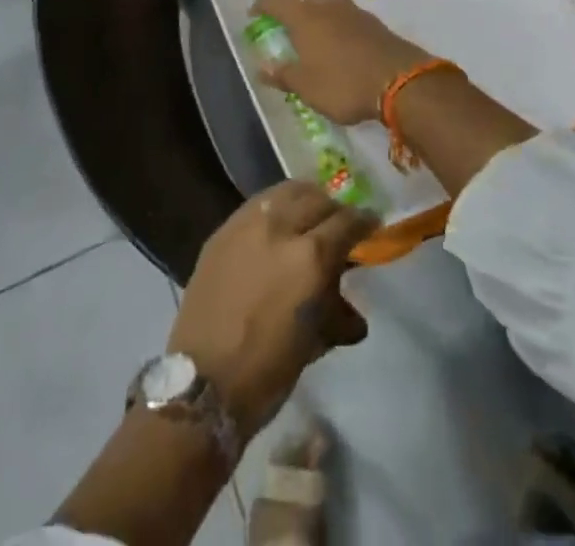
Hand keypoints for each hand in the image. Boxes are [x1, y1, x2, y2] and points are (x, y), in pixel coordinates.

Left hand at [168, 180, 376, 437]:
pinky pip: (258, 203)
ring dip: (306, 199)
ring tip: (310, 214)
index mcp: (310, 257)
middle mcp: (281, 228)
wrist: (203, 382)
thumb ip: (334, 310)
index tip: (371, 225)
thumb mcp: (314, 340)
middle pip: (319, 199)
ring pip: (287, 191)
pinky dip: (276, 206)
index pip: (347, 222)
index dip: (364, 222)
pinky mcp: (223, 229)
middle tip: (340, 225)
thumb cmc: (267, 371)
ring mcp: (247, 224)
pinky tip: (278, 222)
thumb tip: (351, 312)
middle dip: (335, 210)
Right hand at [250, 0, 434, 124]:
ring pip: (333, 5)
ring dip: (324, 17)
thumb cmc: (344, 84)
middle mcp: (329, 8)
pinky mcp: (377, 25)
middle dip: (298, 8)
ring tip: (322, 43)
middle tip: (295, 32)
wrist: (401, 82)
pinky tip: (347, 50)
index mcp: (306, 18)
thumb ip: (284, 75)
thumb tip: (263, 68)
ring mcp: (356, 13)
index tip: (255, 15)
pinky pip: (352, 19)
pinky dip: (344, 28)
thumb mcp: (306, 88)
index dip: (263, 3)